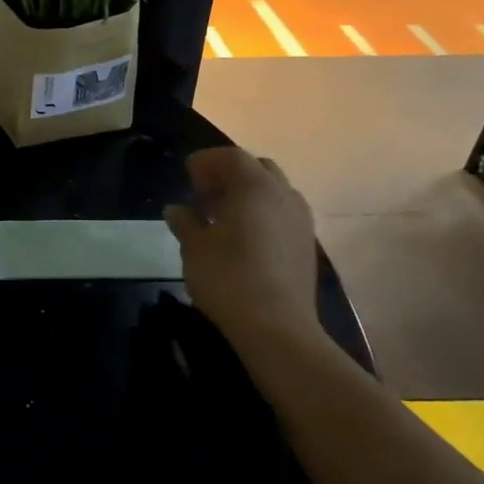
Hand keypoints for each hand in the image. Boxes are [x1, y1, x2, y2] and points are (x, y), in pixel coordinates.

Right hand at [165, 149, 324, 350]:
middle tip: (205, 192)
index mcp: (255, 187)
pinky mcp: (307, 244)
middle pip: (258, 168)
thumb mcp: (194, 247)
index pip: (231, 157)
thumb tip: (176, 209)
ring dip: (249, 194)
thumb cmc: (227, 278)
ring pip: (274, 191)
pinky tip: (244, 237)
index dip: (207, 161)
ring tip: (223, 215)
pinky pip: (283, 214)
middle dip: (230, 174)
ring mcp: (301, 220)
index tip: (187, 174)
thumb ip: (185, 222)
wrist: (276, 327)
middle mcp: (284, 195)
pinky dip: (263, 214)